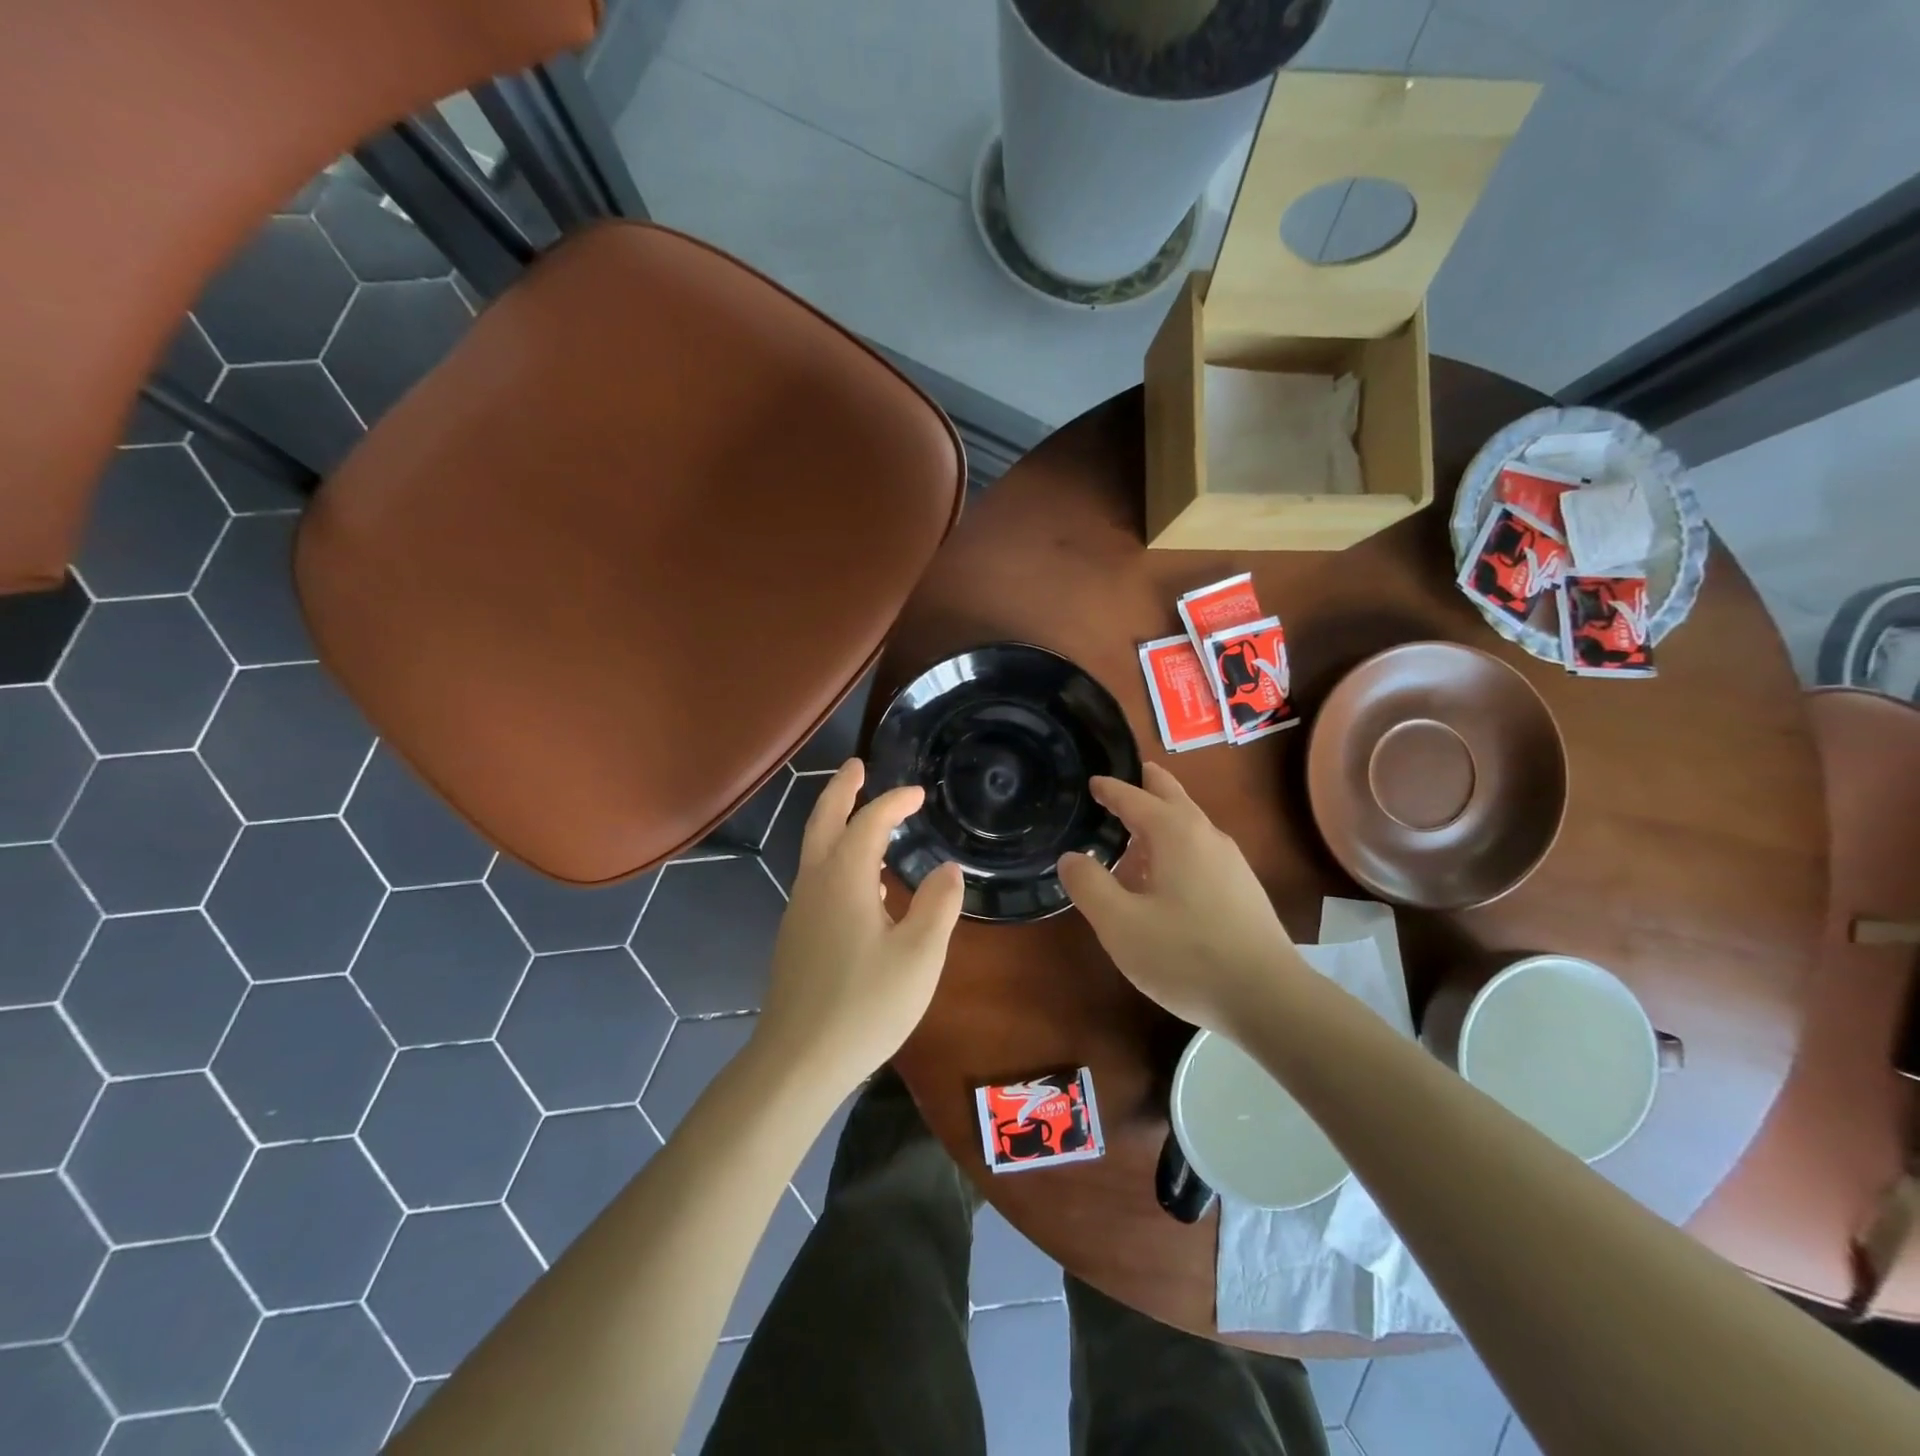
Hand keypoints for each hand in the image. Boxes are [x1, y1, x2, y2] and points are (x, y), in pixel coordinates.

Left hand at [754, 760, 964, 1095]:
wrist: (798, 1061)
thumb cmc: (865, 1004)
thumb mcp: (919, 955)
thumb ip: (938, 905)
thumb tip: (947, 868)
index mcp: (844, 878)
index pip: (869, 822)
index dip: (894, 802)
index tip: (919, 794)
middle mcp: (815, 883)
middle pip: (823, 821)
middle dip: (842, 790)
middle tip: (858, 767)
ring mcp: (799, 910)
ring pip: (815, 850)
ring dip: (836, 823)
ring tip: (865, 819)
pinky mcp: (796, 936)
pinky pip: (817, 878)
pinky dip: (836, 858)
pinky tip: (863, 885)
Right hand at [1057, 763, 1300, 1035]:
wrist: (1268, 998)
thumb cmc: (1186, 956)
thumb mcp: (1120, 924)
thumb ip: (1089, 885)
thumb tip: (1072, 857)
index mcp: (1175, 833)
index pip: (1135, 797)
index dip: (1110, 789)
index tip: (1092, 781)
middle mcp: (1206, 835)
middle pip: (1172, 795)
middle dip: (1145, 784)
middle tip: (1120, 782)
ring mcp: (1231, 861)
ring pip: (1188, 824)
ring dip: (1159, 820)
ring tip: (1130, 838)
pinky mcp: (1242, 888)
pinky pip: (1200, 850)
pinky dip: (1175, 846)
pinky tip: (1162, 881)